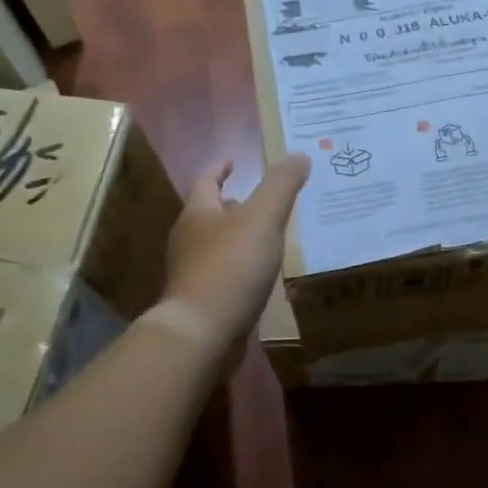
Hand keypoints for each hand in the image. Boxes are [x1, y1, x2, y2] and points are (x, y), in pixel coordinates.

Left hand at [160, 152, 310, 346]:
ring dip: (241, 238)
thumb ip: (281, 185)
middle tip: (265, 202)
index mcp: (198, 213)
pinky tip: (263, 276)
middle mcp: (189, 239)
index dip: (220, 168)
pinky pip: (226, 275)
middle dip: (236, 205)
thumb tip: (299, 154)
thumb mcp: (262, 217)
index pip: (207, 180)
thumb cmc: (230, 266)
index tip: (233, 160)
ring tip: (270, 237)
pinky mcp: (203, 301)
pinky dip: (243, 269)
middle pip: (211, 214)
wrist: (203, 332)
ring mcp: (193, 273)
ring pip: (219, 246)